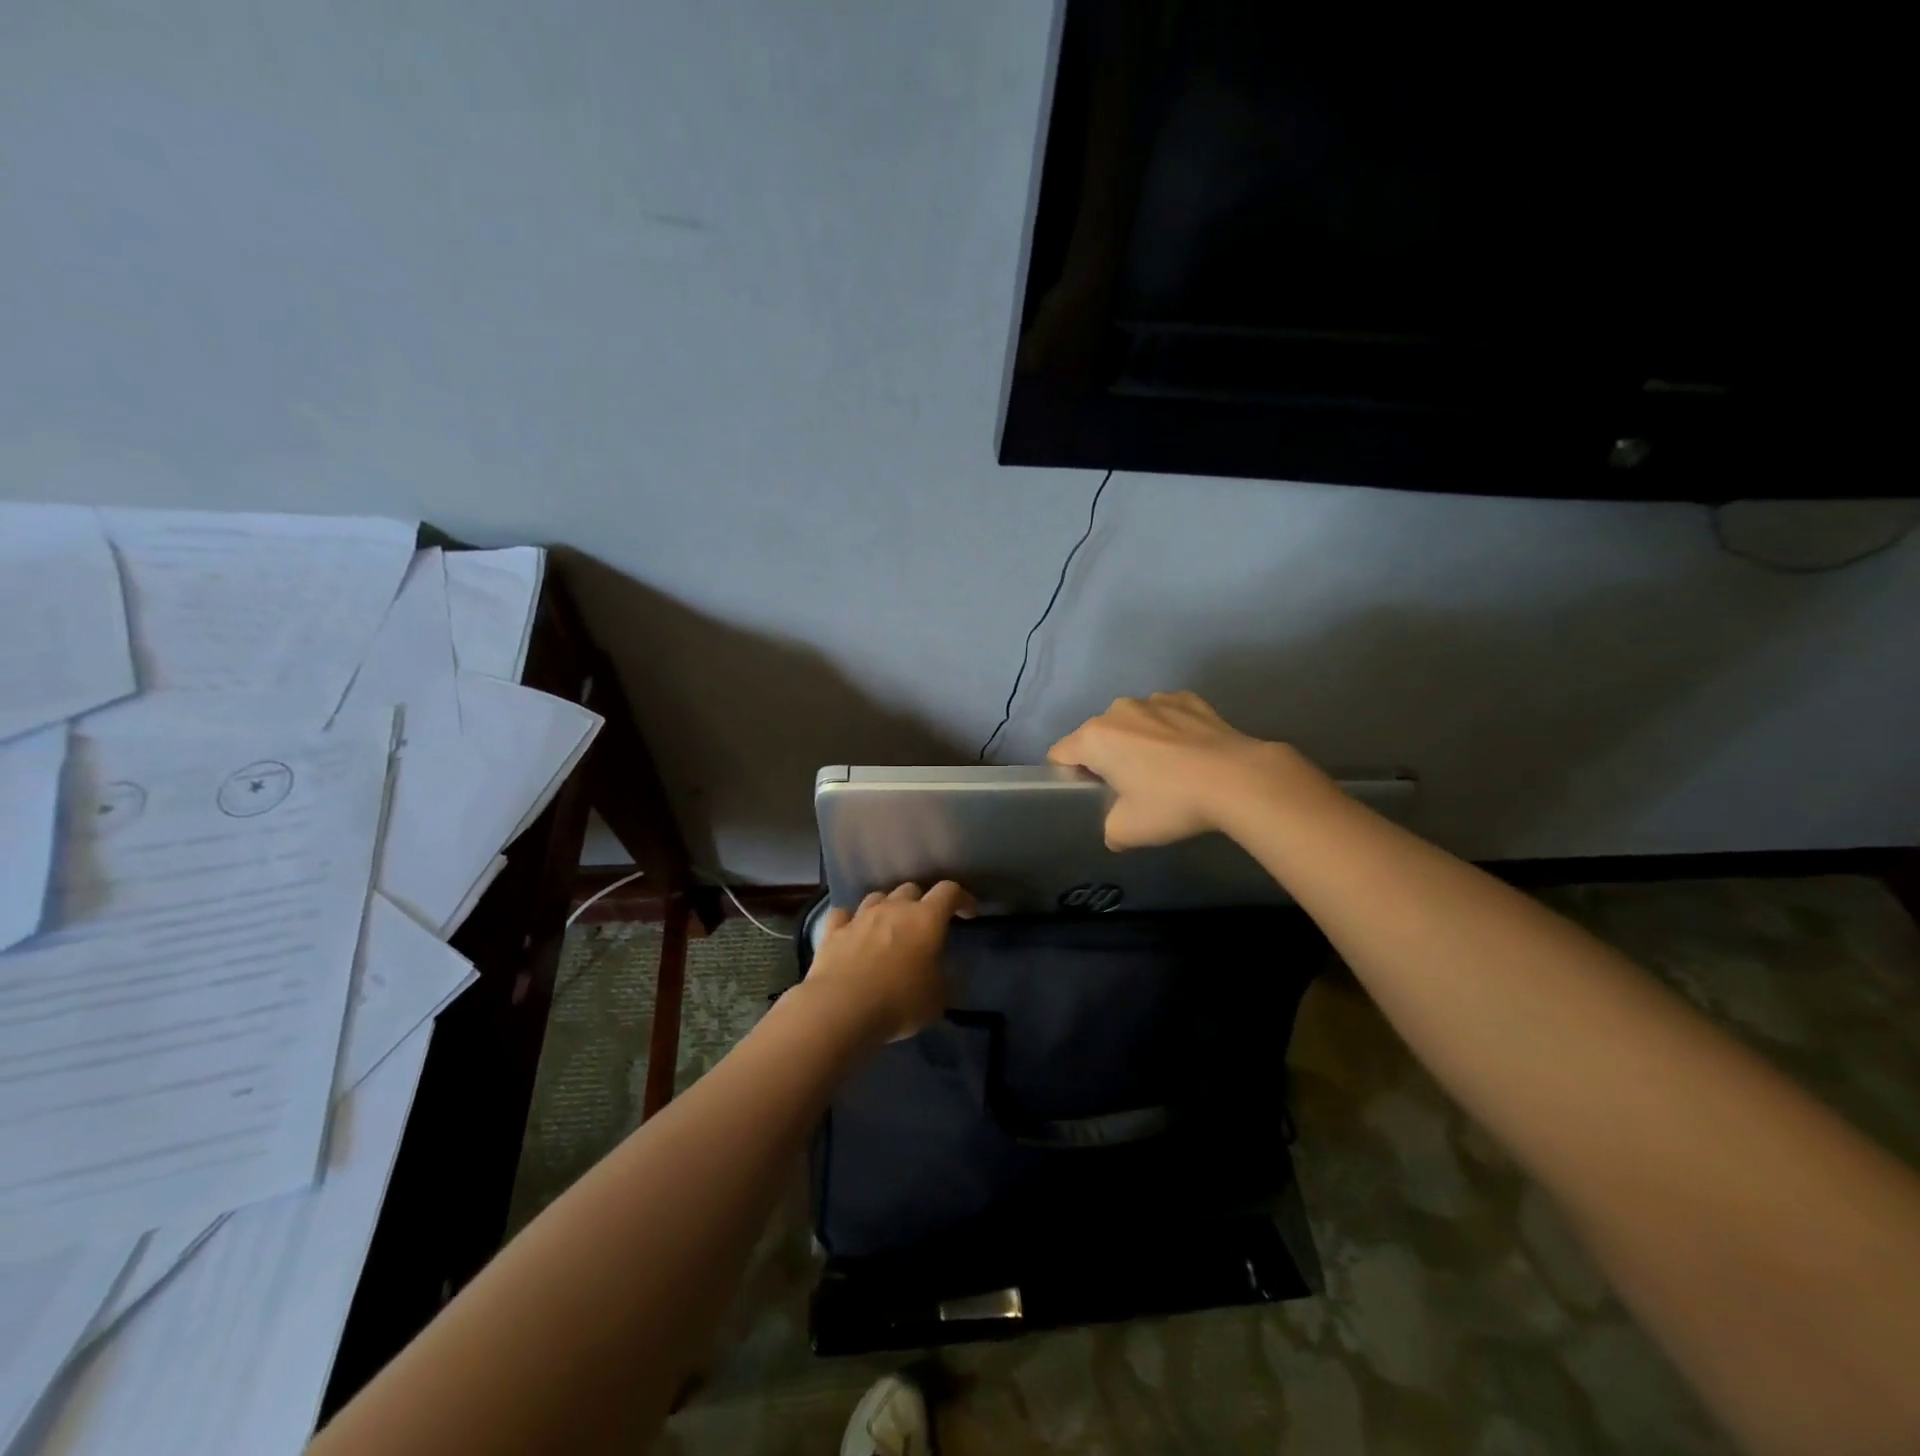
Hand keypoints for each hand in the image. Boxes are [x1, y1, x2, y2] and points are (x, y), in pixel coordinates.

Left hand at [805, 881, 975, 1043]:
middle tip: (924, 924)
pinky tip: (852, 932)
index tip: (968, 912)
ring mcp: (860, 917)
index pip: (949, 892)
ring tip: (889, 926)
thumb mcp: (937, 999)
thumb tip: (945, 974)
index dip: (962, 898)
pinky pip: (843, 915)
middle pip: (911, 888)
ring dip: (887, 907)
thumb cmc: (899, 1002)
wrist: (842, 1009)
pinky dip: (850, 921)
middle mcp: (893, 908)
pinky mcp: (833, 931)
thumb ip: (945, 980)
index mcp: (925, 919)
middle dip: (921, 901)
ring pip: (877, 897)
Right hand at [1048, 691, 1318, 848]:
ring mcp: (1155, 700)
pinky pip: (1165, 715)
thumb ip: (1109, 829)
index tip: (1090, 796)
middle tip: (1130, 790)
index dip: (1067, 777)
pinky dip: (1169, 731)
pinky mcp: (1189, 699)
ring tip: (1165, 771)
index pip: (1060, 754)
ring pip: (1132, 722)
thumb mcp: (1127, 832)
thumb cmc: (1172, 803)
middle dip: (1105, 758)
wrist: (1239, 779)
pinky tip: (1189, 754)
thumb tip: (1116, 830)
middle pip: (1097, 736)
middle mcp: (1118, 710)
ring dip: (1137, 741)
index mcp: (1094, 737)